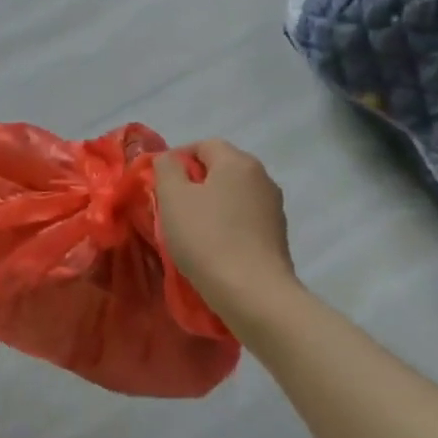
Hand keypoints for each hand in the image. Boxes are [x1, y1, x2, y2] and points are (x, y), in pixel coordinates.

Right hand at [154, 140, 297, 324]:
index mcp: (238, 162)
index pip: (203, 145)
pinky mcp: (278, 235)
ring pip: (234, 194)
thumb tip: (170, 159)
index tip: (159, 183)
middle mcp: (262, 177)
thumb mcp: (173, 197)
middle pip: (221, 168)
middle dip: (195, 182)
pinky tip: (214, 246)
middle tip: (172, 206)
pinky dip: (227, 224)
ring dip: (212, 204)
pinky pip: (245, 218)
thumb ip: (166, 169)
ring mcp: (274, 207)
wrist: (253, 292)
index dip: (177, 158)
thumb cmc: (206, 238)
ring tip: (191, 229)